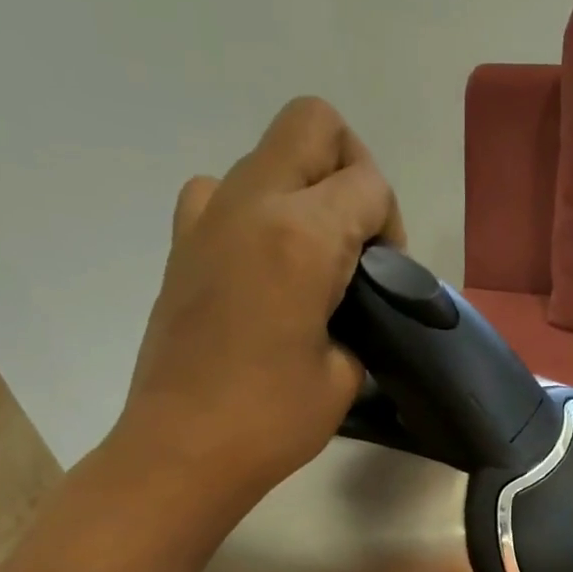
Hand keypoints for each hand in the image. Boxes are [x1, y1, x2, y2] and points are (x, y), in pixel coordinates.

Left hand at [116, 96, 404, 497]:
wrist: (183, 448)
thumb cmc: (273, 420)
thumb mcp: (346, 373)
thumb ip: (360, 319)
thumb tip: (350, 304)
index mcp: (302, 236)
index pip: (368, 184)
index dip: (390, 225)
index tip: (384, 278)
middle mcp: (252, 203)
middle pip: (314, 123)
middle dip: (350, 167)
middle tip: (356, 237)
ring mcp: (207, 216)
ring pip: (268, 153)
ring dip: (303, 188)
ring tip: (312, 258)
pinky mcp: (182, 242)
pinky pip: (223, 192)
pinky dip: (254, 211)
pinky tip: (264, 266)